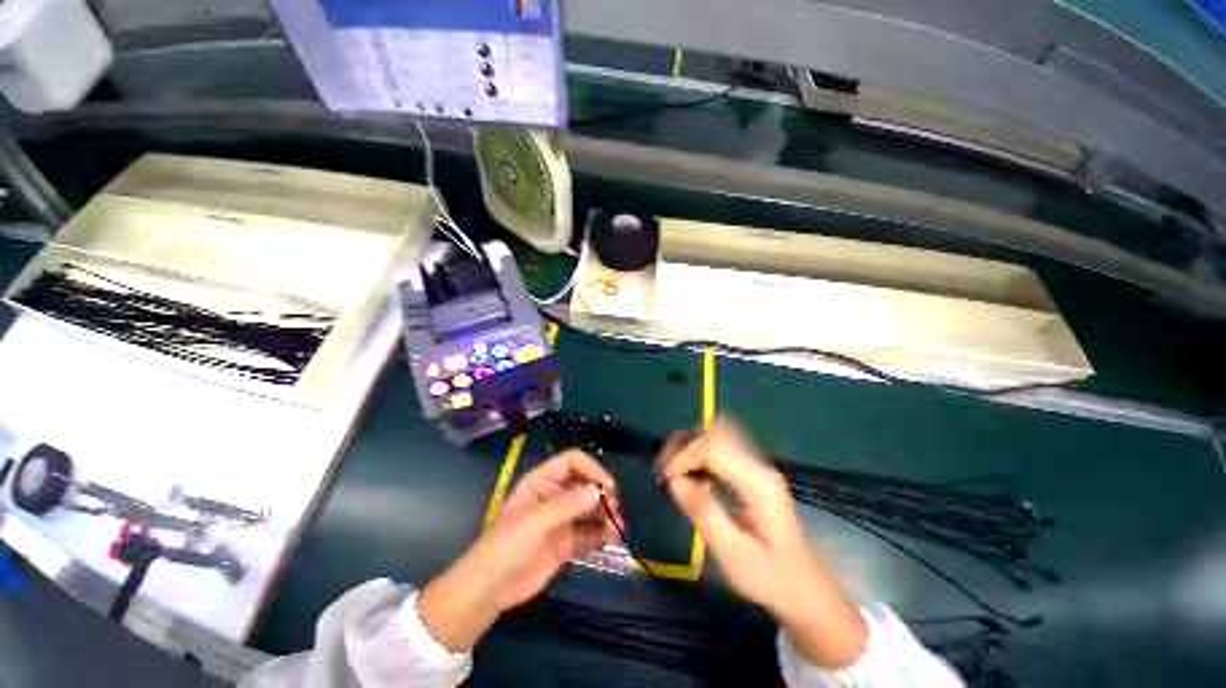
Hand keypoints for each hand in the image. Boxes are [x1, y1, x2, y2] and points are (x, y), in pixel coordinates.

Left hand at [419, 450, 620, 650]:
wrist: (488, 591)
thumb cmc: (505, 547)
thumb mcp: (534, 523)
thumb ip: (566, 505)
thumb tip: (597, 491)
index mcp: (543, 481)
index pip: (573, 462)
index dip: (592, 469)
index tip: (608, 487)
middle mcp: (555, 495)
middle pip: (586, 483)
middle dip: (603, 494)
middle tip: (615, 510)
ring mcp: (562, 519)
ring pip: (591, 508)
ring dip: (606, 515)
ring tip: (618, 530)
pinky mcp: (567, 542)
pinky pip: (590, 532)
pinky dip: (603, 534)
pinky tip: (612, 540)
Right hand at [657, 416, 868, 667]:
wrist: (804, 589)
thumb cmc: (769, 577)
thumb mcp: (733, 554)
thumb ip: (704, 513)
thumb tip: (674, 480)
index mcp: (758, 482)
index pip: (711, 447)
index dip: (683, 456)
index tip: (665, 479)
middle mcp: (758, 465)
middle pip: (715, 432)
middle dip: (685, 445)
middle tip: (666, 472)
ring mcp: (757, 466)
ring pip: (717, 435)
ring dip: (691, 447)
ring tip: (674, 472)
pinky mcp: (751, 472)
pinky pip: (721, 448)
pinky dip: (700, 454)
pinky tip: (692, 476)